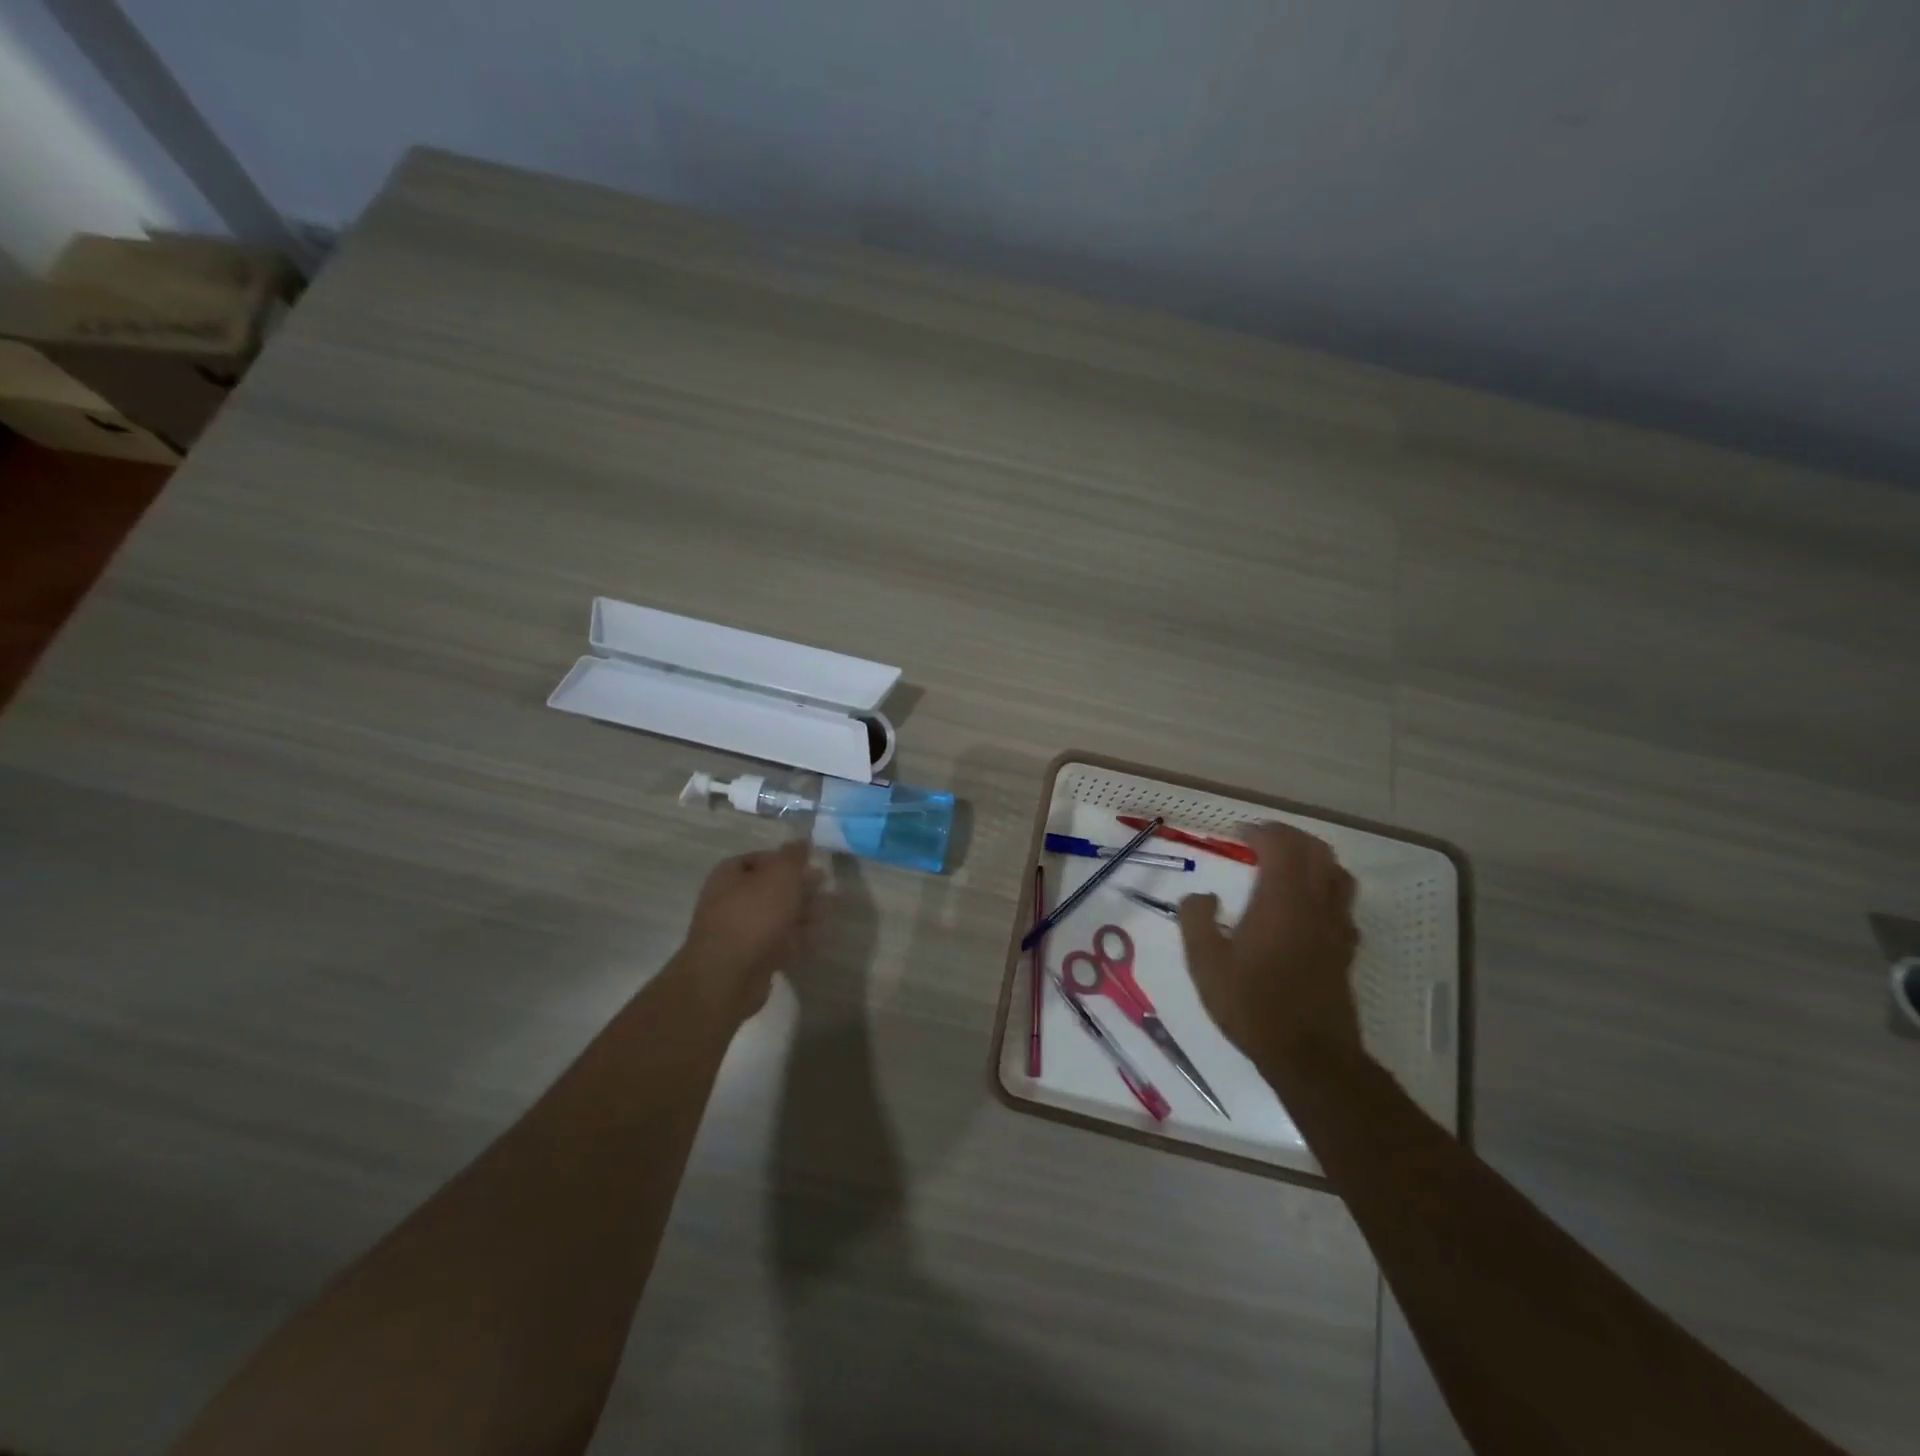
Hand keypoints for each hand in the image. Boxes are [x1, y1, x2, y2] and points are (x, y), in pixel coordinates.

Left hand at [677, 840, 821, 1022]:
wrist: (728, 975)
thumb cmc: (754, 915)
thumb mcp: (780, 875)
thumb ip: (793, 856)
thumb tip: (801, 841)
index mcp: (730, 875)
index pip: (760, 858)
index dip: (787, 859)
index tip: (812, 863)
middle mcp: (730, 900)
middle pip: (770, 888)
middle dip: (799, 887)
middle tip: (826, 886)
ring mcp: (740, 932)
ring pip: (777, 916)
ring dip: (803, 911)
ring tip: (829, 910)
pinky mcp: (751, 958)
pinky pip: (779, 941)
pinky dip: (799, 936)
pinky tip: (820, 934)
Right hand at [1177, 822, 1361, 1070]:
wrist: (1310, 1057)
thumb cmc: (1252, 1005)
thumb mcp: (1205, 963)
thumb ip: (1196, 920)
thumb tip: (1202, 897)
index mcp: (1281, 900)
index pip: (1281, 846)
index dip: (1261, 832)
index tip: (1238, 833)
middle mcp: (1315, 905)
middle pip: (1316, 851)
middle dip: (1289, 837)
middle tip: (1262, 840)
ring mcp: (1336, 928)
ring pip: (1338, 874)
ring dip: (1314, 859)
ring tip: (1288, 866)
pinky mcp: (1345, 950)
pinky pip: (1343, 904)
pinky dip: (1326, 890)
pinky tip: (1307, 908)